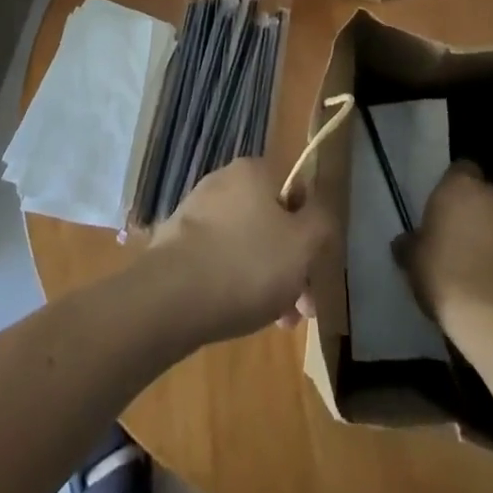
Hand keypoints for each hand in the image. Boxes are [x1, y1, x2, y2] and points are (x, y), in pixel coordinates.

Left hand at [149, 156, 337, 343]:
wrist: (171, 296)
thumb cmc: (247, 264)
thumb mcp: (302, 245)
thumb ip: (321, 223)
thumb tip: (319, 212)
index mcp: (254, 170)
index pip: (296, 192)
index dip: (311, 233)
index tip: (315, 271)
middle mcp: (224, 180)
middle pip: (272, 221)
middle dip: (290, 264)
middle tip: (300, 309)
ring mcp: (197, 209)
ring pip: (247, 242)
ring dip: (266, 278)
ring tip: (275, 321)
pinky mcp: (178, 239)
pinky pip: (219, 256)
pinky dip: (235, 280)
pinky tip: (241, 313)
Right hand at [394, 162, 492, 327]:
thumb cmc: (446, 277)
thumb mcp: (414, 262)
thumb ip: (410, 244)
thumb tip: (404, 243)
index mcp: (460, 185)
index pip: (460, 168)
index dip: (452, 186)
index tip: (443, 207)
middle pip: (484, 195)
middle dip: (475, 211)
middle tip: (459, 237)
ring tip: (481, 264)